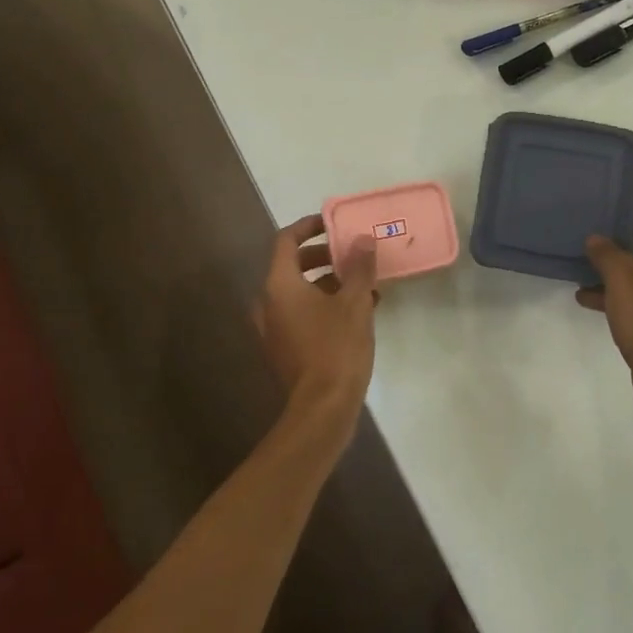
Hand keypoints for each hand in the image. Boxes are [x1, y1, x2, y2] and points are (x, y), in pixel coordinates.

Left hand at [253, 215, 378, 432]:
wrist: (323, 408)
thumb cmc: (336, 347)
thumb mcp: (355, 302)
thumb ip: (359, 267)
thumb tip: (362, 239)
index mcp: (279, 285)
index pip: (286, 241)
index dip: (309, 227)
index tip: (333, 223)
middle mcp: (269, 303)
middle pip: (292, 265)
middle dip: (323, 256)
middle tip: (352, 254)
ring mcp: (273, 329)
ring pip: (299, 292)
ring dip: (328, 282)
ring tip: (363, 283)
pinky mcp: (284, 348)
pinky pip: (301, 314)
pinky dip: (323, 304)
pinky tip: (358, 311)